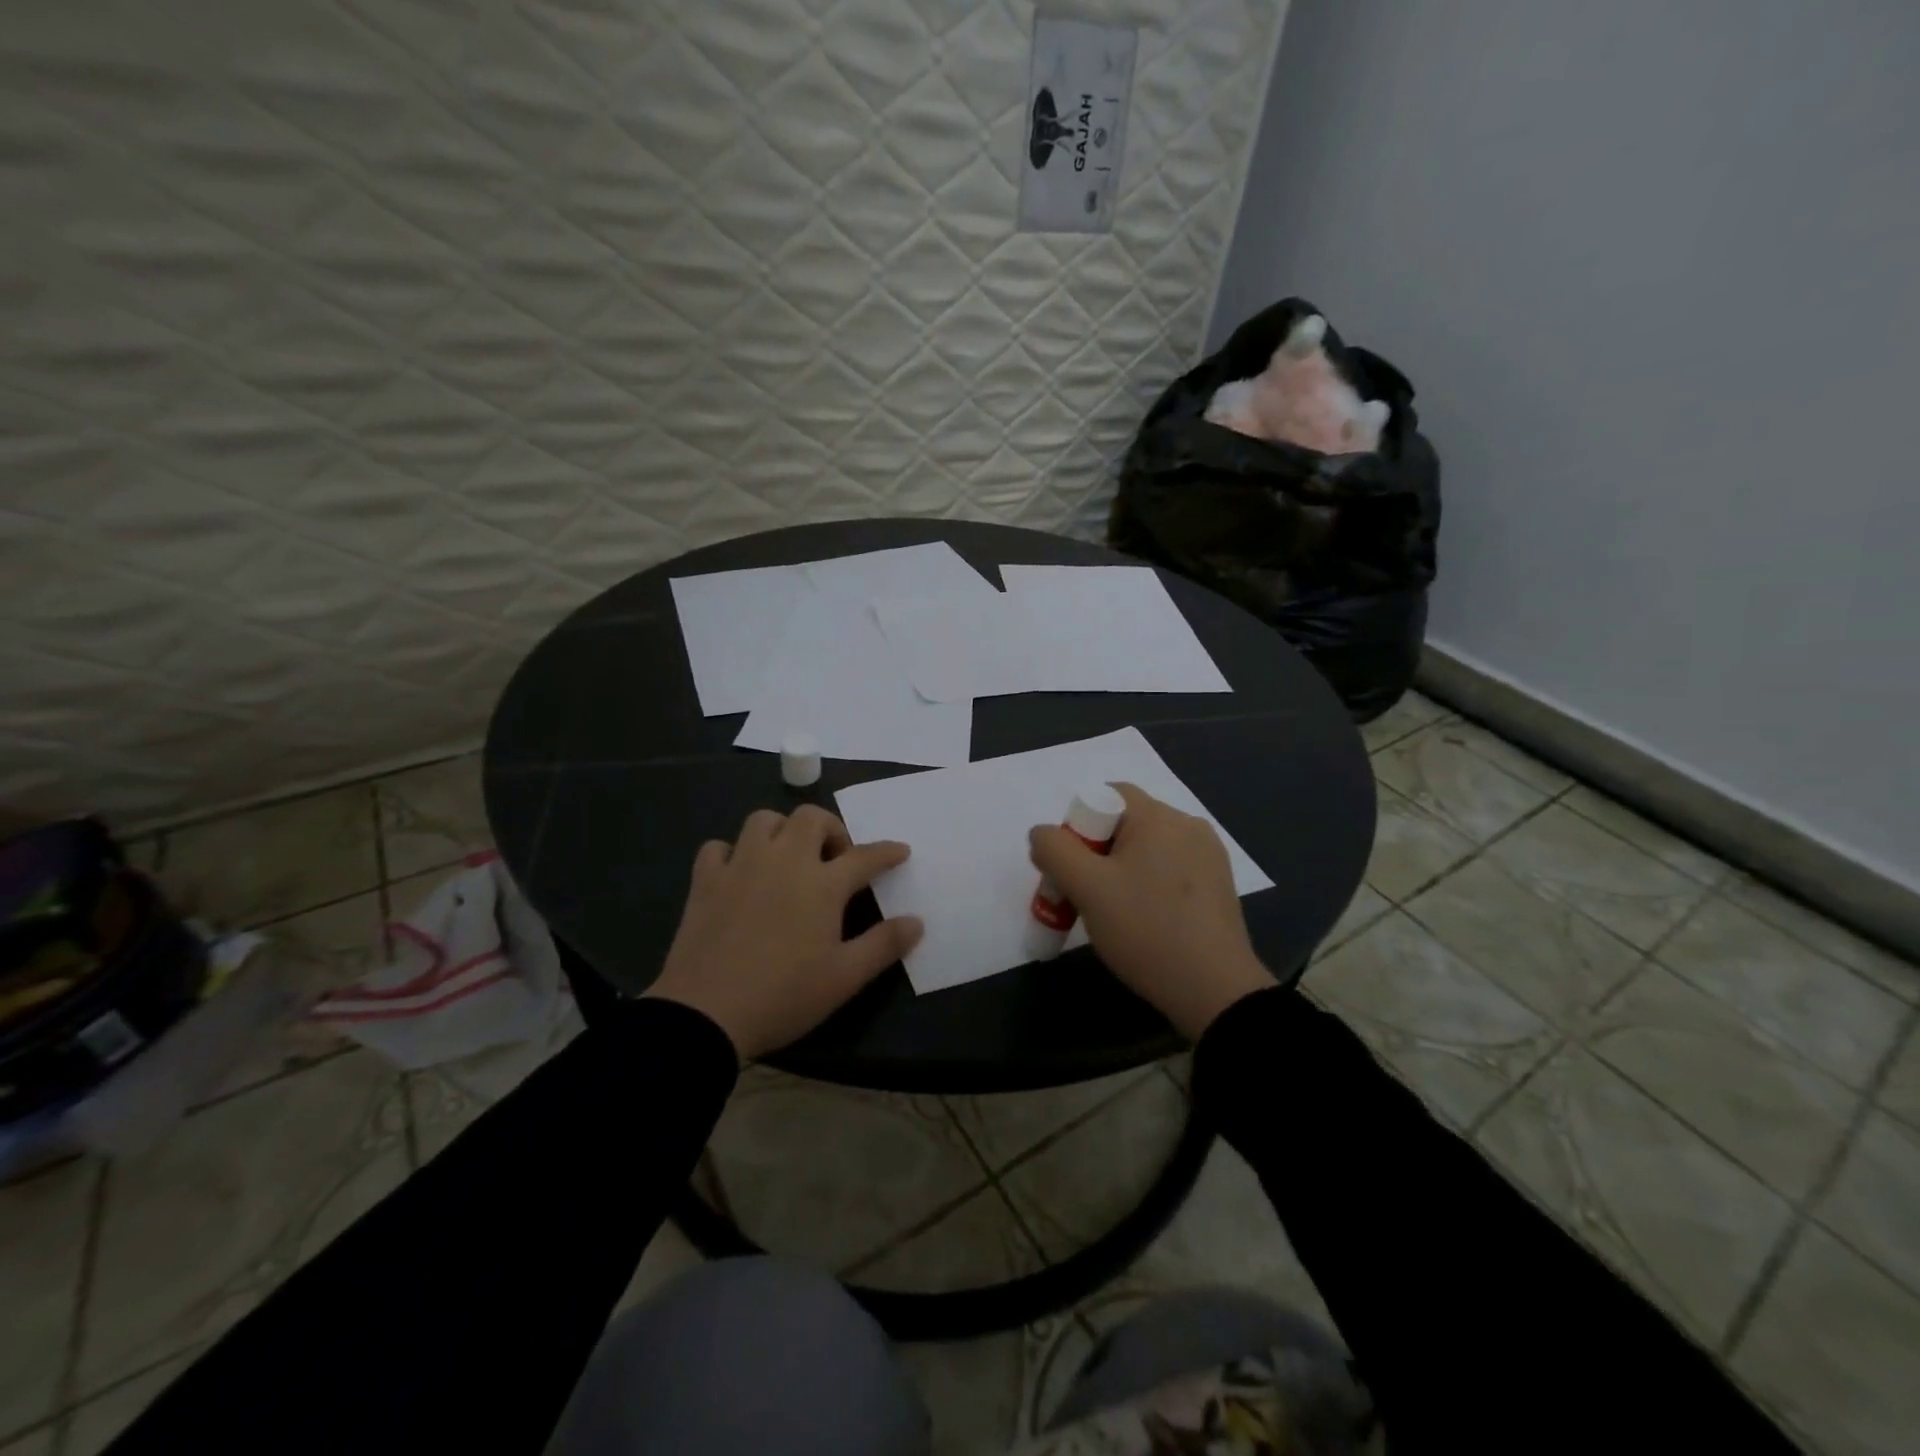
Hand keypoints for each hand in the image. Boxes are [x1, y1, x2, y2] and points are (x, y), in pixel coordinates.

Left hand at [646, 805, 922, 1059]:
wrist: (705, 1013)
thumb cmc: (784, 995)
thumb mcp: (845, 978)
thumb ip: (884, 945)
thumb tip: (916, 921)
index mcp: (822, 884)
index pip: (864, 856)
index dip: (887, 852)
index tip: (900, 851)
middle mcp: (783, 861)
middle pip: (811, 818)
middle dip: (831, 829)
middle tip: (835, 859)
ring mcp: (740, 865)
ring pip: (764, 821)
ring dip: (782, 831)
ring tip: (788, 858)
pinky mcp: (706, 880)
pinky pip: (719, 847)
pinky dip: (733, 853)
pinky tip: (739, 874)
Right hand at [1029, 783, 1272, 1039]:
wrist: (1215, 991)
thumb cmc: (1146, 930)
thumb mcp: (1087, 889)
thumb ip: (1054, 851)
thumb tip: (1043, 834)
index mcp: (1159, 816)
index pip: (1107, 796)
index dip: (1079, 826)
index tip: (1072, 869)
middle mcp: (1188, 825)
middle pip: (1125, 824)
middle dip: (1096, 854)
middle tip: (1083, 896)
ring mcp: (1209, 856)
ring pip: (1146, 850)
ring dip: (1120, 872)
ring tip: (1111, 914)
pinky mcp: (1218, 885)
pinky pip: (1170, 870)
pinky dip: (1148, 886)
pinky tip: (1144, 922)